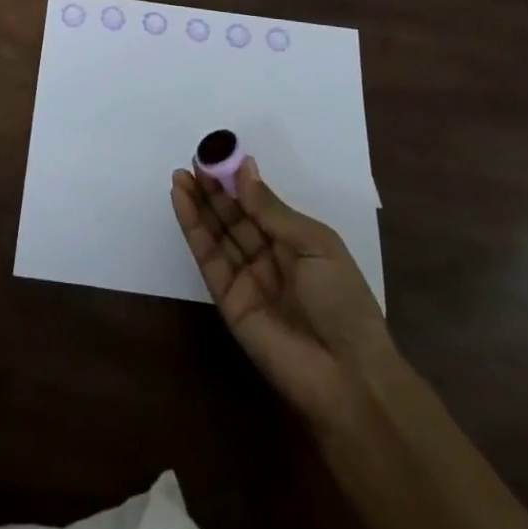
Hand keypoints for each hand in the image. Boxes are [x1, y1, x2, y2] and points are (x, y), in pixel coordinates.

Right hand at [172, 157, 394, 437]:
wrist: (347, 374)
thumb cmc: (342, 300)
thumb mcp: (315, 244)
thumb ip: (272, 209)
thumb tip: (245, 168)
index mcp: (296, 243)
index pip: (259, 205)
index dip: (238, 181)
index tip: (217, 154)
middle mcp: (268, 258)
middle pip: (234, 217)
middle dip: (213, 189)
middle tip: (193, 160)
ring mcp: (246, 279)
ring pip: (217, 233)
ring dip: (197, 203)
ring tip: (180, 175)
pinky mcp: (227, 299)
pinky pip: (208, 258)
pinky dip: (193, 229)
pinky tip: (181, 201)